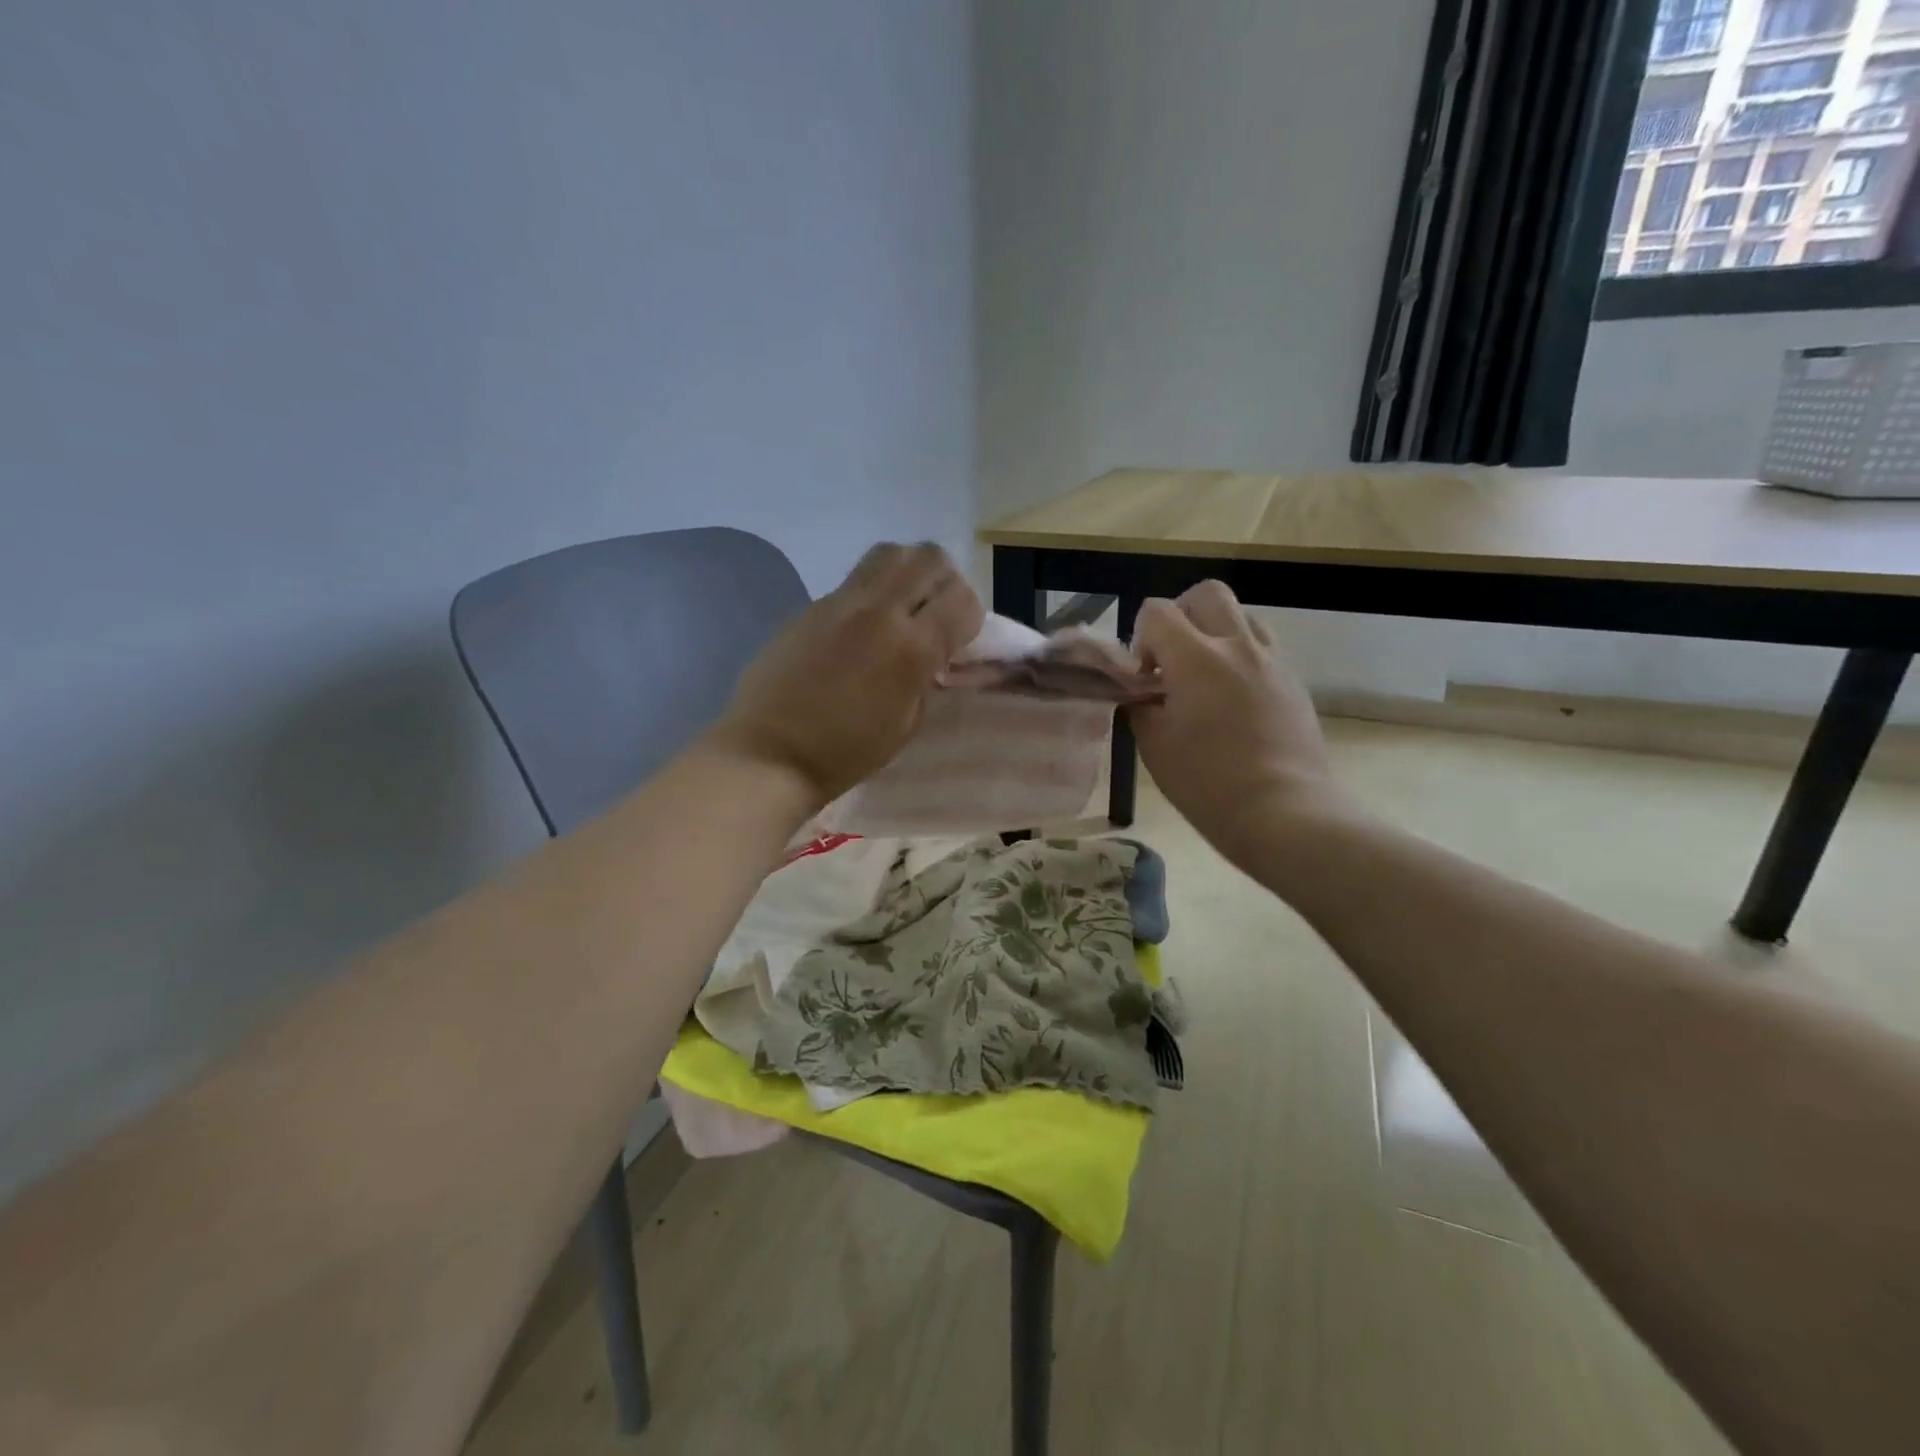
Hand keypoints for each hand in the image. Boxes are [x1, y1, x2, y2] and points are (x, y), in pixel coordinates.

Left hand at [708, 543, 983, 806]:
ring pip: (889, 553)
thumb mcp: (906, 723)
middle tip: (936, 612)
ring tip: (903, 607)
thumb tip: (932, 651)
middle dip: (944, 581)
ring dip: (908, 572)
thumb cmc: (845, 753)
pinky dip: (871, 594)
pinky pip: (853, 581)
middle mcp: (878, 612)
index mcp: (910, 649)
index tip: (960, 639)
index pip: (962, 599)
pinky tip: (859, 630)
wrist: (769, 754)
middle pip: (929, 557)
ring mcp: (839, 603)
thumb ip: (926, 676)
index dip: (971, 617)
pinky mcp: (809, 606)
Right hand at [1129, 581, 1357, 862]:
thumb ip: (1140, 707)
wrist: (1283, 811)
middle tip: (1172, 659)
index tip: (1143, 677)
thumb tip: (1141, 694)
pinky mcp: (1293, 681)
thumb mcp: (1154, 746)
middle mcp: (1237, 646)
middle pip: (1206, 595)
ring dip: (1215, 633)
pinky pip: (1263, 649)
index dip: (1140, 637)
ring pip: (1241, 616)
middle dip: (1181, 616)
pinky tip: (1233, 700)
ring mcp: (1271, 661)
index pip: (1157, 611)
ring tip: (1205, 677)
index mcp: (1195, 658)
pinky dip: (1241, 658)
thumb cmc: (1207, 782)